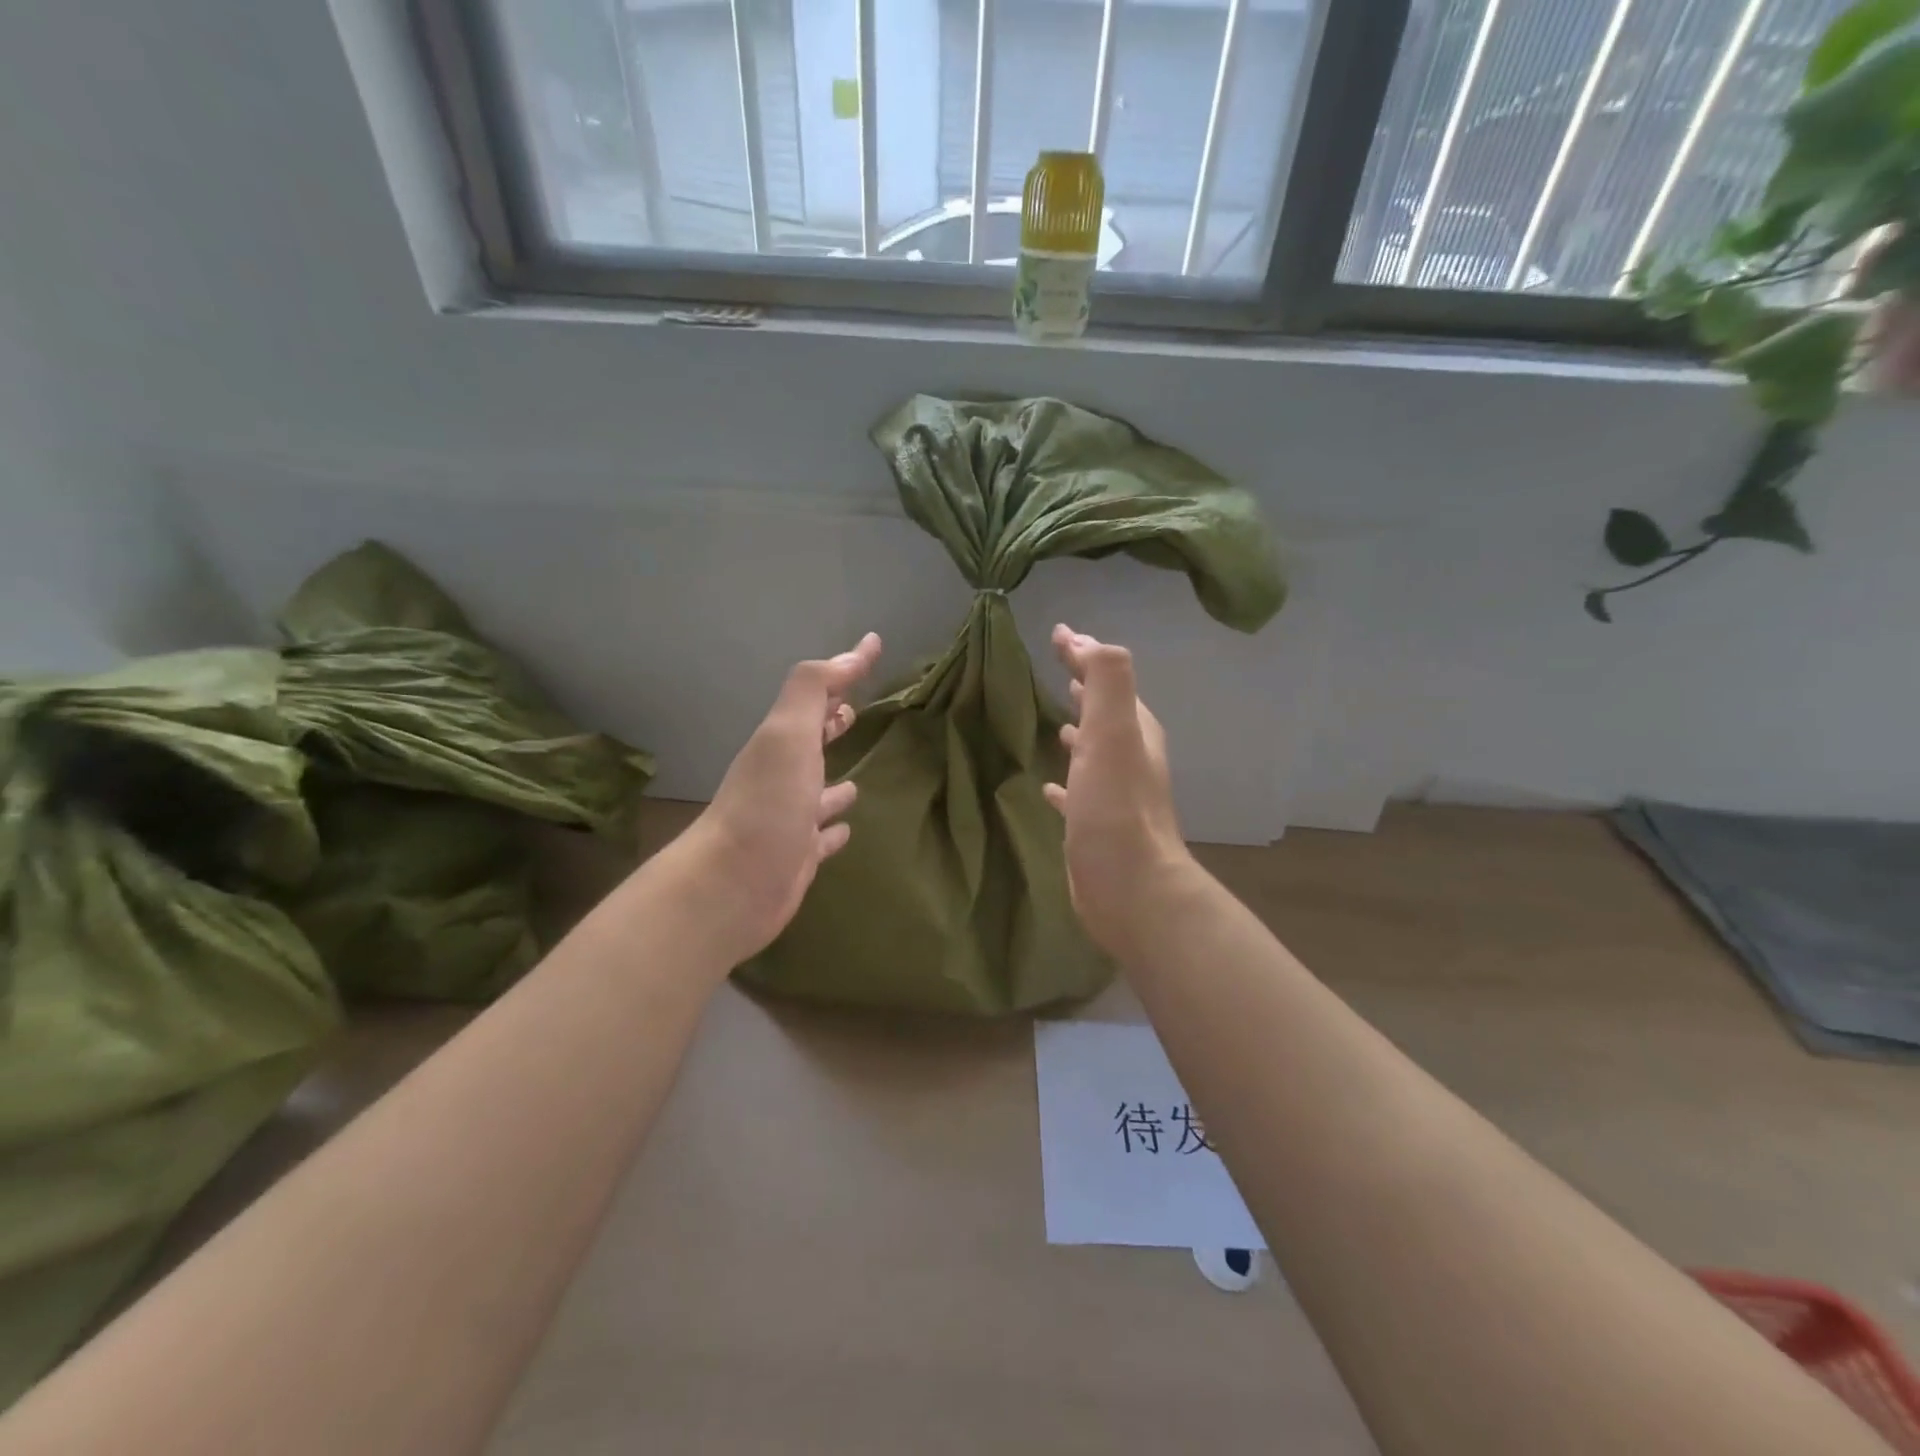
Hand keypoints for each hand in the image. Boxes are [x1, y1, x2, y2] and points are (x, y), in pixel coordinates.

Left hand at [678, 633, 881, 965]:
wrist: (732, 887)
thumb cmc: (766, 805)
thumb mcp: (788, 734)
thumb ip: (814, 690)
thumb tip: (855, 650)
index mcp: (782, 743)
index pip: (817, 696)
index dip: (845, 670)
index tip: (873, 648)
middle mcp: (782, 777)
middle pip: (811, 742)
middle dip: (831, 725)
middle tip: (856, 712)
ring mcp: (789, 819)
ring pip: (816, 793)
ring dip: (834, 784)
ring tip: (858, 781)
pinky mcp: (797, 857)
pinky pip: (821, 837)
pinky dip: (834, 829)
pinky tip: (847, 829)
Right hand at [1043, 624, 1192, 954]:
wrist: (1129, 887)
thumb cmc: (1115, 808)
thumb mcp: (1112, 733)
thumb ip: (1107, 681)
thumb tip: (1086, 639)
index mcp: (1133, 731)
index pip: (1108, 679)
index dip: (1084, 654)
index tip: (1058, 634)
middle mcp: (1129, 758)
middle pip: (1105, 712)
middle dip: (1084, 688)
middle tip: (1060, 669)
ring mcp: (1114, 794)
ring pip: (1094, 751)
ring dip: (1079, 732)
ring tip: (1056, 721)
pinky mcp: (1096, 825)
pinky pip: (1079, 792)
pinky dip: (1065, 781)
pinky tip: (1048, 787)